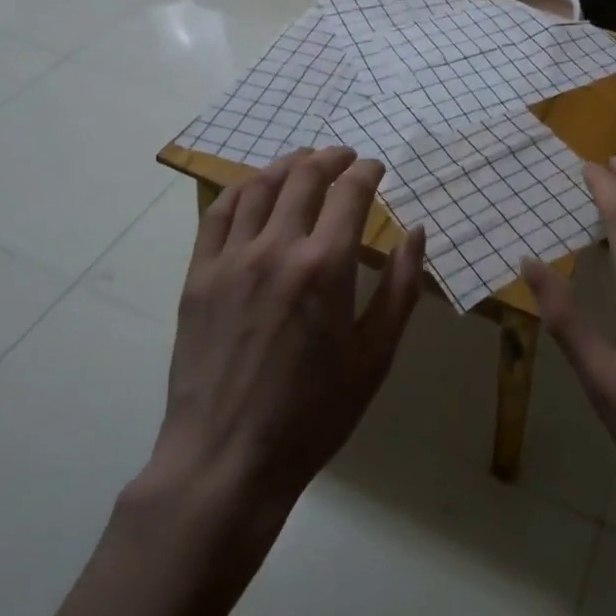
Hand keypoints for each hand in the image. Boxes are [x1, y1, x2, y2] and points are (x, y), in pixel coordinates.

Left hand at [146, 148, 426, 524]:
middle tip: (345, 156)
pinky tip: (255, 188)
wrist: (227, 459)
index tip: (375, 168)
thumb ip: (401, 288)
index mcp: (325, 267)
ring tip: (305, 161)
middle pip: (304, 176)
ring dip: (288, 164)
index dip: (366, 171)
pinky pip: (218, 213)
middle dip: (330, 157)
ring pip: (260, 186)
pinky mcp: (198, 276)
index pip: (350, 193)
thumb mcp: (374, 356)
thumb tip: (417, 233)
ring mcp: (230, 259)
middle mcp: (276, 249)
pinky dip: (242, 189)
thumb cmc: (313, 413)